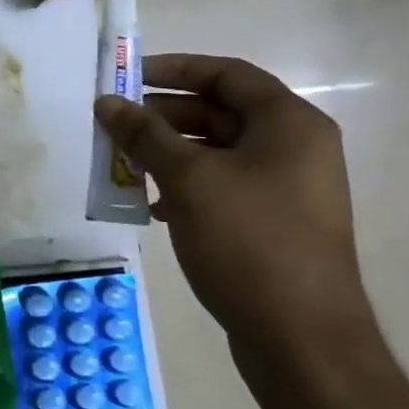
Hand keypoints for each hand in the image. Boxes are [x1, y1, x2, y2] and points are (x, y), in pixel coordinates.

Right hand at [96, 53, 378, 372]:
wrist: (302, 339)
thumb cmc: (249, 242)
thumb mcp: (189, 179)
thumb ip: (145, 134)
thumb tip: (106, 102)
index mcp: (288, 123)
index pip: (226, 74)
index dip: (174, 68)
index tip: (126, 76)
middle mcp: (294, 148)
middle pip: (219, 112)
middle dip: (162, 117)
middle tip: (115, 126)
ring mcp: (285, 188)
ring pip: (216, 152)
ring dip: (167, 153)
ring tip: (124, 165)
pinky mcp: (272, 223)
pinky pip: (222, 186)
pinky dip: (185, 186)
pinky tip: (152, 206)